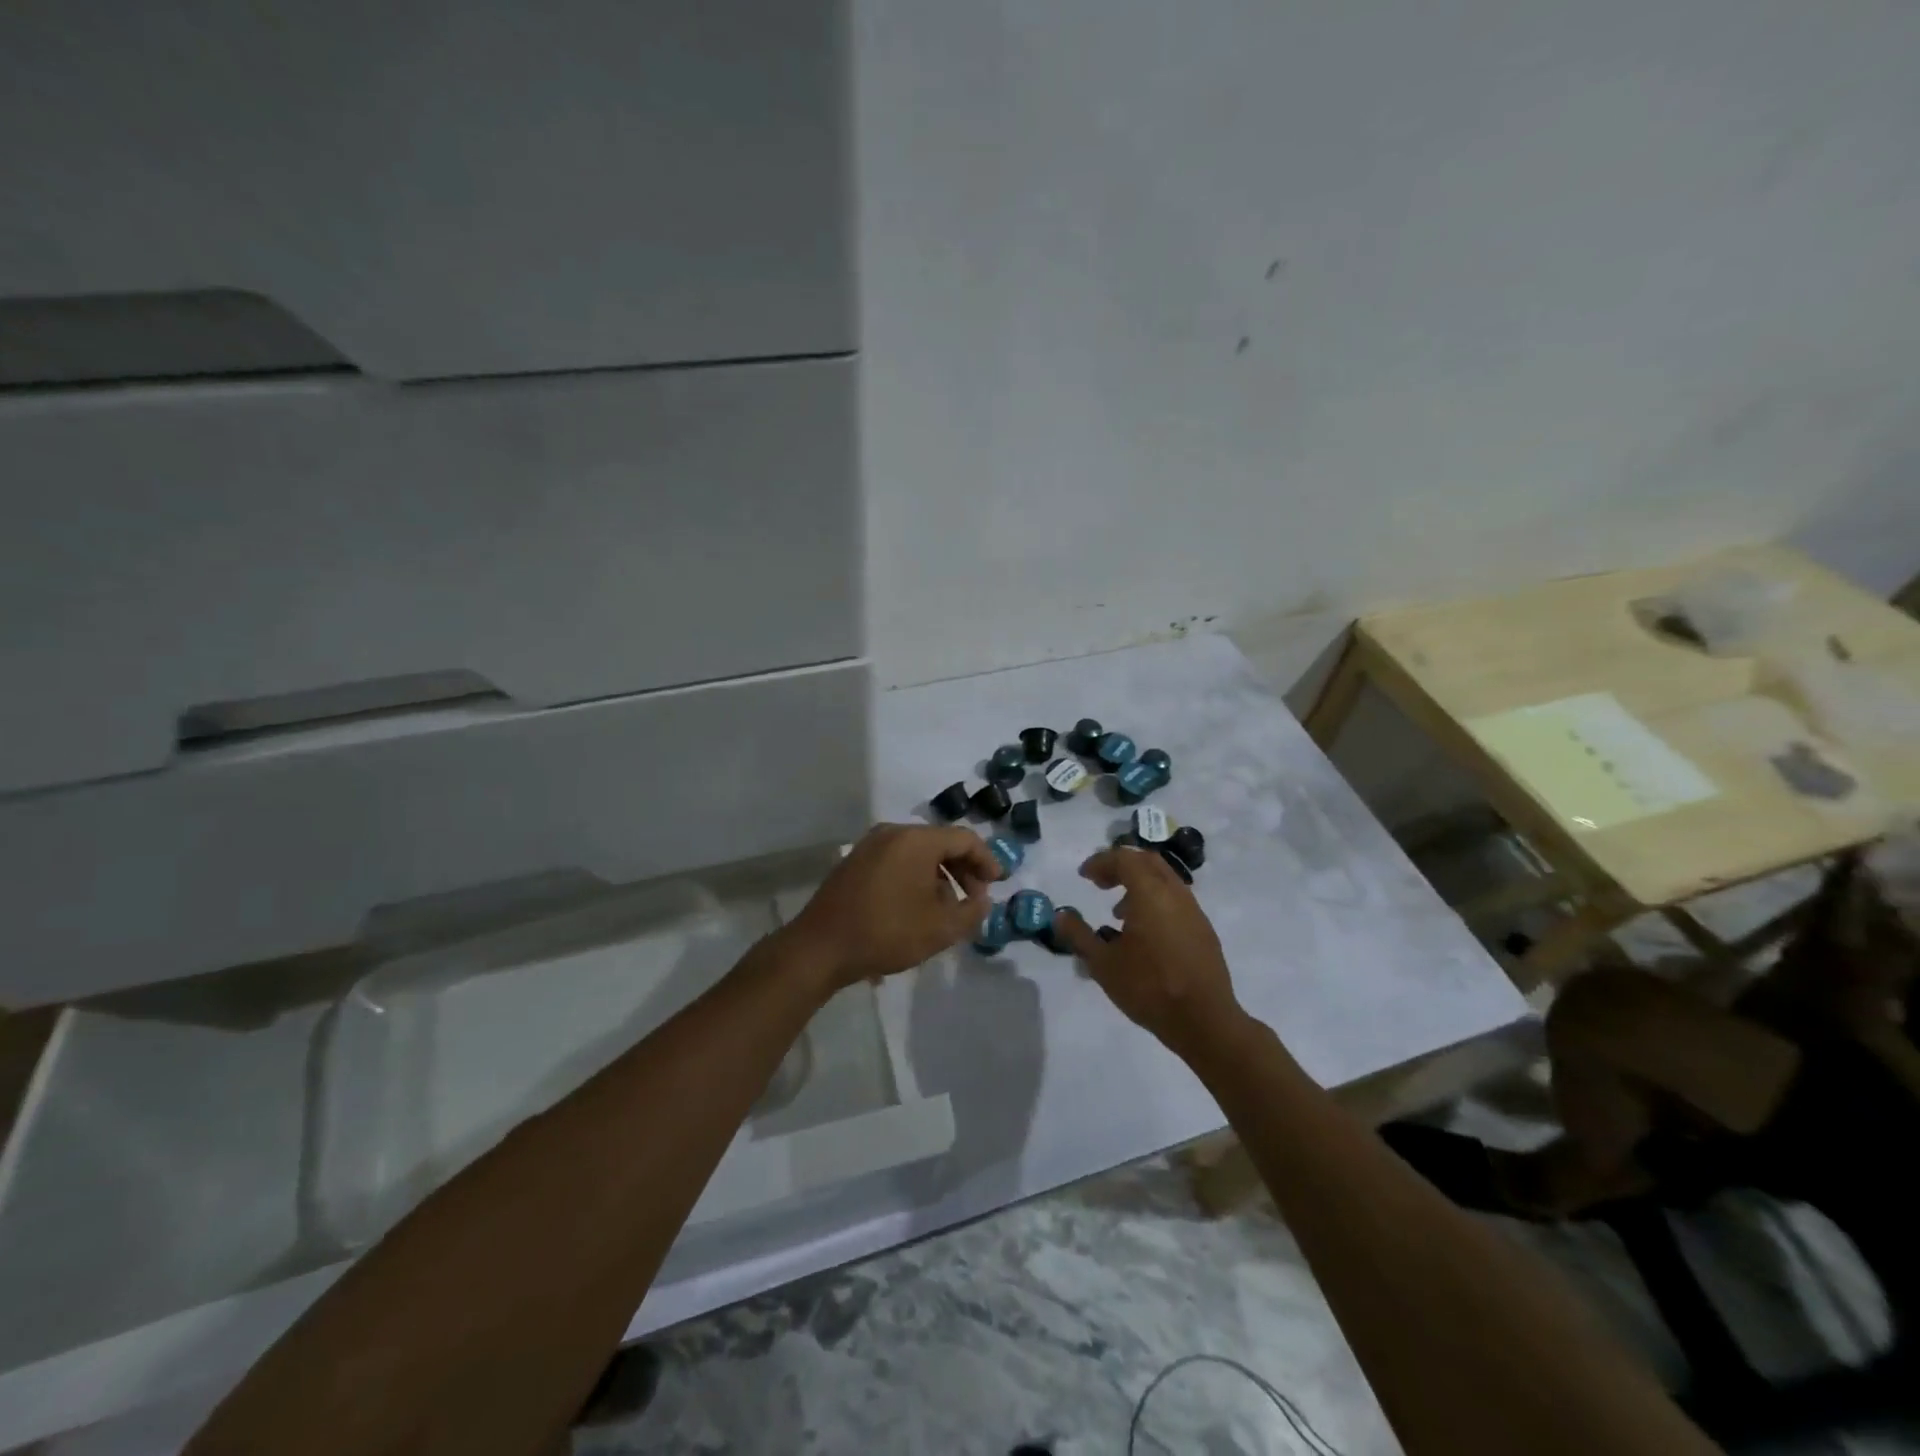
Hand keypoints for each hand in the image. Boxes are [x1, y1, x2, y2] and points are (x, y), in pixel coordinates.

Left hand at [784, 823, 999, 989]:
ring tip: (949, 908)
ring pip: (919, 852)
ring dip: (940, 875)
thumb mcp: (940, 928)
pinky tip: (919, 906)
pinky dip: (917, 876)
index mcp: (916, 840)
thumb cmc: (886, 932)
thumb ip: (972, 912)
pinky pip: (898, 860)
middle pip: (941, 842)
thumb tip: (982, 900)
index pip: (964, 838)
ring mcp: (870, 845)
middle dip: (963, 869)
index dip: (987, 860)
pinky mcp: (856, 861)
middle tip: (975, 898)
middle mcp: (893, 832)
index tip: (998, 884)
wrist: (820, 947)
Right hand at [1051, 847, 1243, 1056]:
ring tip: (1119, 912)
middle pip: (1147, 861)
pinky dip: (1155, 901)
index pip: (1124, 859)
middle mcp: (1175, 894)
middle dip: (1121, 866)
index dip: (1101, 862)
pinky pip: (1176, 900)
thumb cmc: (1149, 988)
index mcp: (1150, 893)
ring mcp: (1194, 911)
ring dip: (1139, 884)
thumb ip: (1079, 935)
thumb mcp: (1102, 964)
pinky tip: (1144, 934)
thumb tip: (1060, 915)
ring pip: (1165, 880)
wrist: (1204, 1021)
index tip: (1084, 876)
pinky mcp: (1203, 930)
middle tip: (1100, 883)